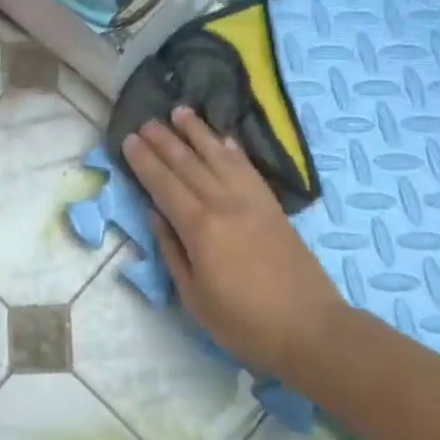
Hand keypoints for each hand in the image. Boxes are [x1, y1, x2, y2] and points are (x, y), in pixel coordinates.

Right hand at [121, 108, 347, 379]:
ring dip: (197, 132)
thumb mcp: (194, 297)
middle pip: (188, 164)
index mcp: (200, 228)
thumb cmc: (244, 322)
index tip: (129, 139)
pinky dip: (232, 150)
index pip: (164, 185)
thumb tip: (156, 214)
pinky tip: (222, 138)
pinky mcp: (272, 205)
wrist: (310, 328)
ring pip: (218, 156)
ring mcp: (251, 201)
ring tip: (180, 111)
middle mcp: (224, 204)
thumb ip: (172, 252)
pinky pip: (247, 168)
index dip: (145, 161)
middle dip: (164, 140)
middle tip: (145, 120)